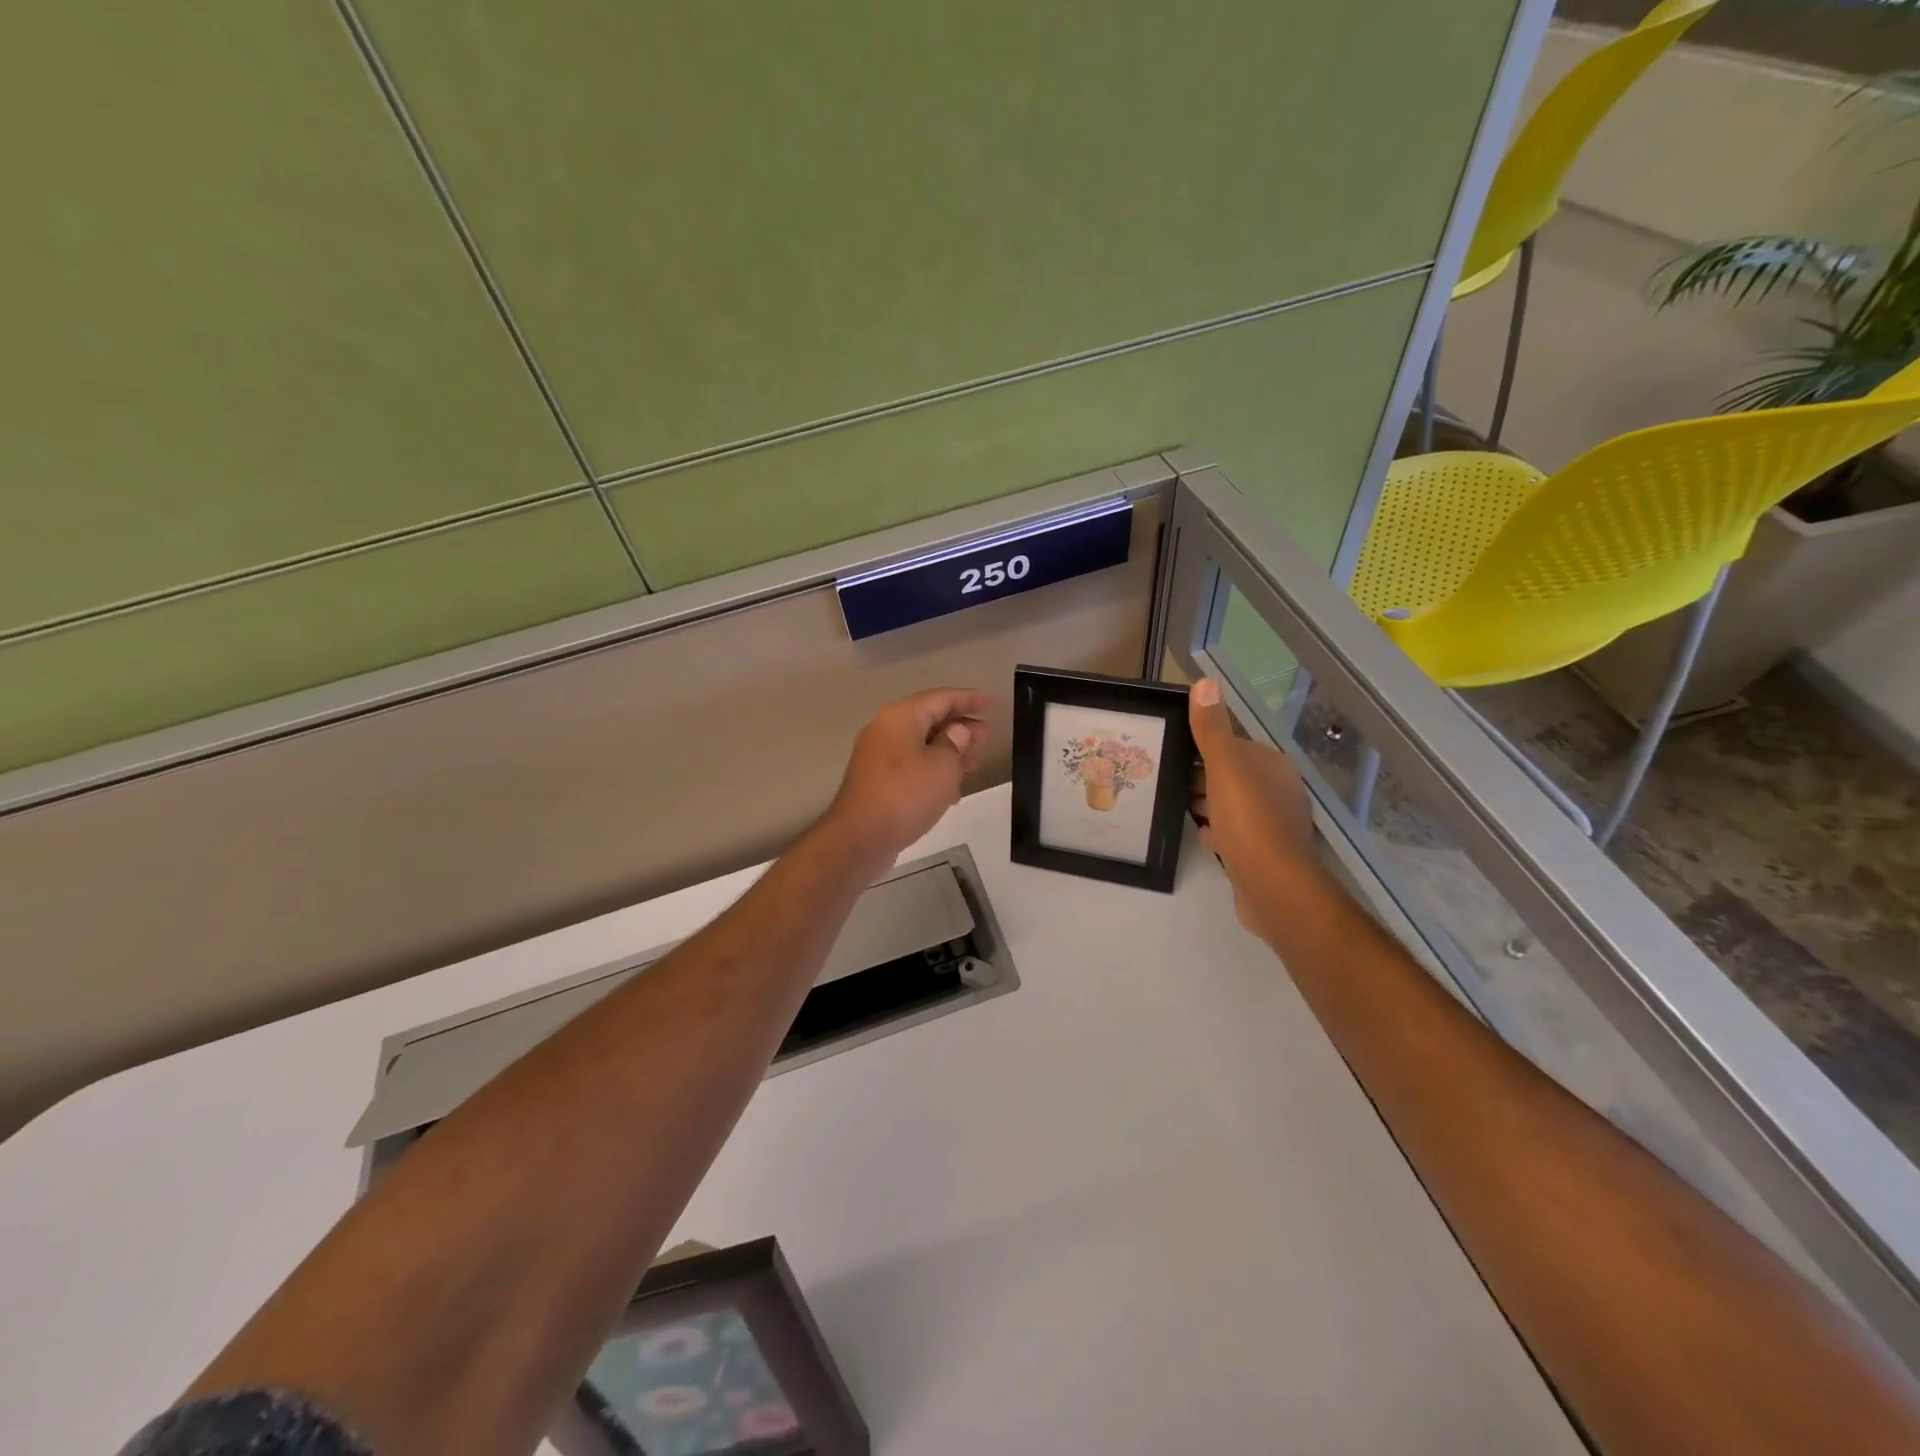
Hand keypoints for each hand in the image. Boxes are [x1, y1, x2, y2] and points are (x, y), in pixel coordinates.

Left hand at [823, 687, 992, 868]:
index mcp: (900, 717)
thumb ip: (955, 743)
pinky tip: (952, 790)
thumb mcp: (943, 766)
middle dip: (961, 727)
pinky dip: (934, 771)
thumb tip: (956, 732)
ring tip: (975, 762)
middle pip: (929, 720)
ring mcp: (878, 758)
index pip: (942, 698)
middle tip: (987, 738)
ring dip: (949, 752)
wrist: (860, 839)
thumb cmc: (906, 795)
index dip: (971, 699)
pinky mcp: (877, 783)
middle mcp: (885, 731)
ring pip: (921, 745)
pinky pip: (911, 767)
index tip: (995, 703)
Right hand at [1188, 679, 1315, 932]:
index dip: (1202, 750)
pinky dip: (1216, 831)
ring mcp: (1273, 824)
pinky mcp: (1264, 853)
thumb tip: (1205, 681)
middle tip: (1167, 783)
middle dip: (1201, 779)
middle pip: (1231, 776)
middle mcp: (1278, 790)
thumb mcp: (1224, 767)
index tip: (1171, 757)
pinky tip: (1200, 836)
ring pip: (1232, 805)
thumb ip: (1212, 728)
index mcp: (1272, 765)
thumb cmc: (1247, 820)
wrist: (1272, 885)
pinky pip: (1235, 833)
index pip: (1233, 746)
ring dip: (1207, 805)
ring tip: (1177, 807)